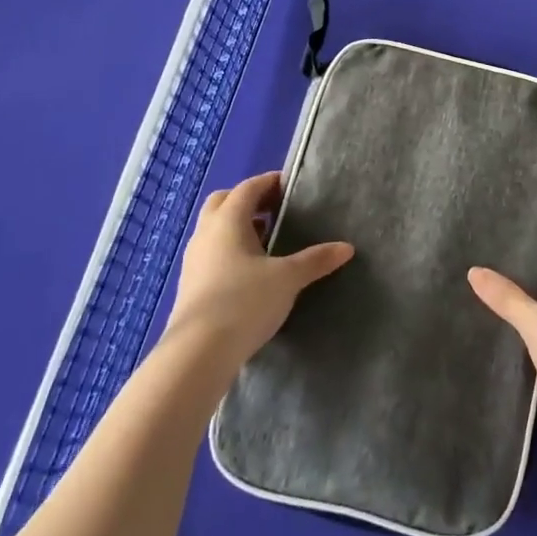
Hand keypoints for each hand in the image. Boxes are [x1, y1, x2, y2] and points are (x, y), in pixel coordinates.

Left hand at [167, 171, 352, 369]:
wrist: (197, 354)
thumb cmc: (244, 302)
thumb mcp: (287, 279)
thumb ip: (316, 260)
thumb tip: (347, 247)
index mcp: (228, 220)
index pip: (249, 187)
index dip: (269, 182)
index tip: (290, 186)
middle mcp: (206, 233)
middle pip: (224, 201)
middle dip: (248, 201)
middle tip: (275, 211)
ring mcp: (193, 259)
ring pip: (214, 229)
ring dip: (237, 227)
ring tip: (266, 241)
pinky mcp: (189, 285)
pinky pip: (210, 253)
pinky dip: (229, 251)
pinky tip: (249, 272)